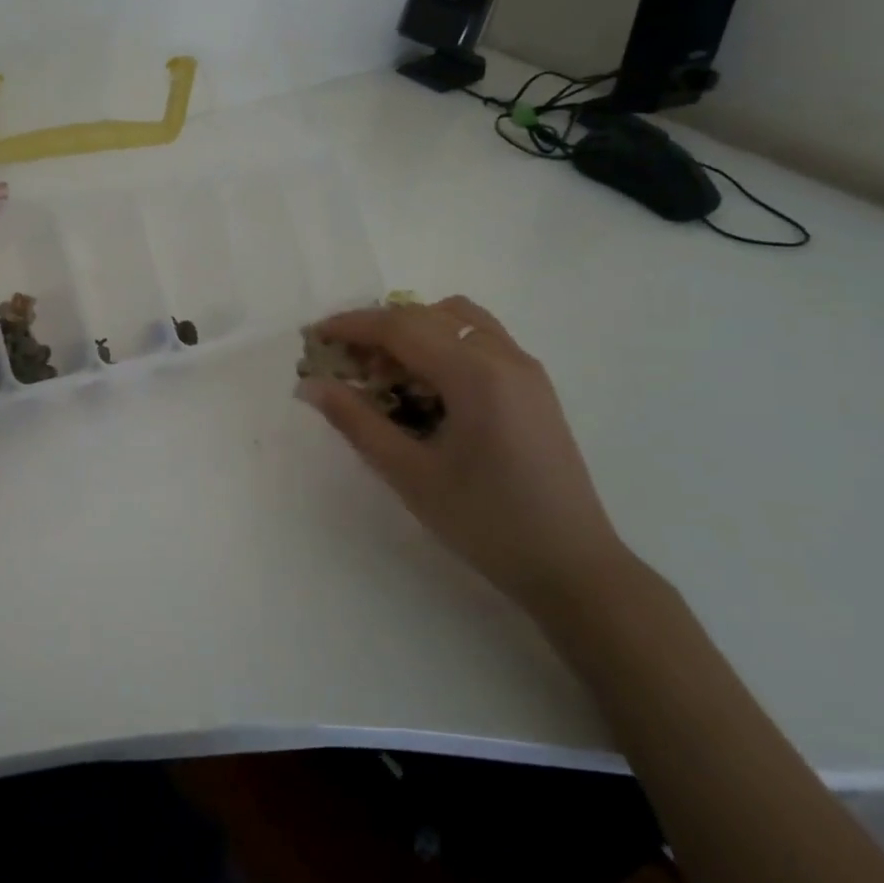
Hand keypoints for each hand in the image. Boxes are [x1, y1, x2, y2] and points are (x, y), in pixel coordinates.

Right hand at [297, 297, 630, 613]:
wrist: (572, 566)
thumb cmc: (485, 522)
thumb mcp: (410, 474)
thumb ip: (357, 422)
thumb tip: (311, 386)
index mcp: (476, 374)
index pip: (401, 327)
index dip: (351, 325)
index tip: (313, 336)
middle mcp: (504, 357)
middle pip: (427, 316)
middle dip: (378, 330)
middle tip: (344, 364)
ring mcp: (525, 369)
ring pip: (457, 321)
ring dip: (413, 332)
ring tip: (386, 375)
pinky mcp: (533, 387)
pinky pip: (479, 341)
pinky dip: (442, 346)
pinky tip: (426, 390)